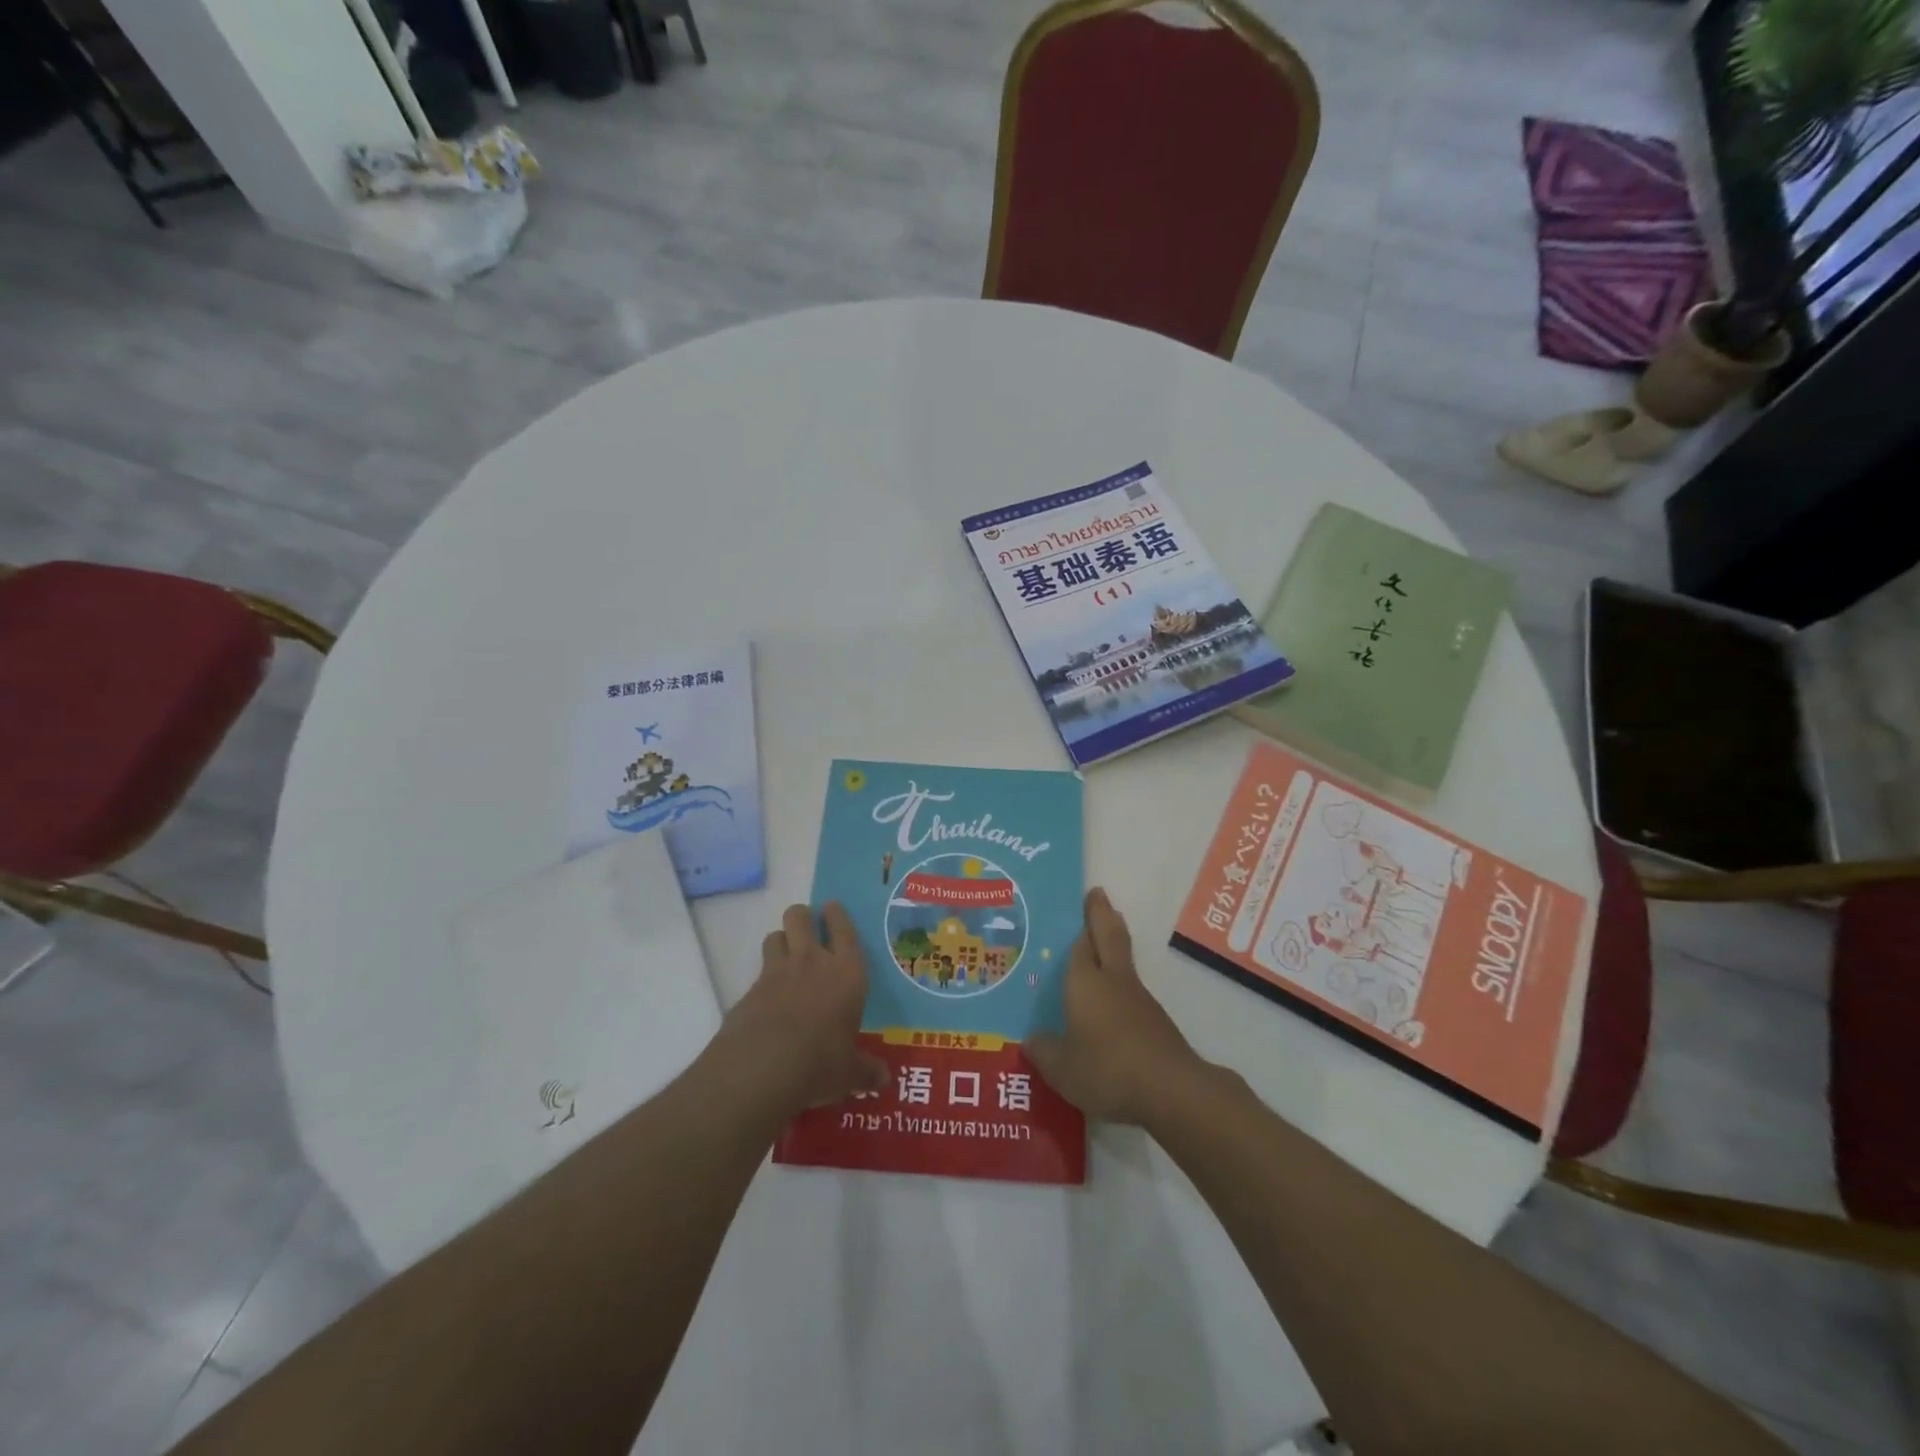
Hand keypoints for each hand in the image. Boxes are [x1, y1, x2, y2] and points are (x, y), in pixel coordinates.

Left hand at [717, 902, 886, 1113]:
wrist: (763, 1067)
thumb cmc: (821, 1062)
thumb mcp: (849, 1072)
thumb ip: (865, 1071)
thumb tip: (883, 1079)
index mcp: (847, 972)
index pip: (844, 929)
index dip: (837, 915)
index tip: (832, 907)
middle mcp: (812, 962)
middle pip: (800, 917)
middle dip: (802, 918)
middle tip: (806, 929)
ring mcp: (777, 972)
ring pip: (775, 936)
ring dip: (780, 942)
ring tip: (785, 957)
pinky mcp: (750, 990)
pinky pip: (758, 971)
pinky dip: (763, 979)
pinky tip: (767, 999)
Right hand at [1025, 889, 1208, 1126]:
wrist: (1171, 1090)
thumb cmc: (1107, 1069)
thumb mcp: (1062, 1069)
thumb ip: (1044, 1052)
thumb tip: (1030, 1041)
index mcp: (1085, 981)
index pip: (1079, 945)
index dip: (1078, 925)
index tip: (1080, 904)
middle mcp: (1113, 980)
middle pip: (1109, 936)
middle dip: (1102, 914)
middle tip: (1097, 895)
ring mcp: (1139, 1000)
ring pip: (1122, 962)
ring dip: (1113, 948)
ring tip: (1098, 947)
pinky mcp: (1156, 1023)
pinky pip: (1131, 993)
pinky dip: (1119, 987)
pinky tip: (1109, 1007)